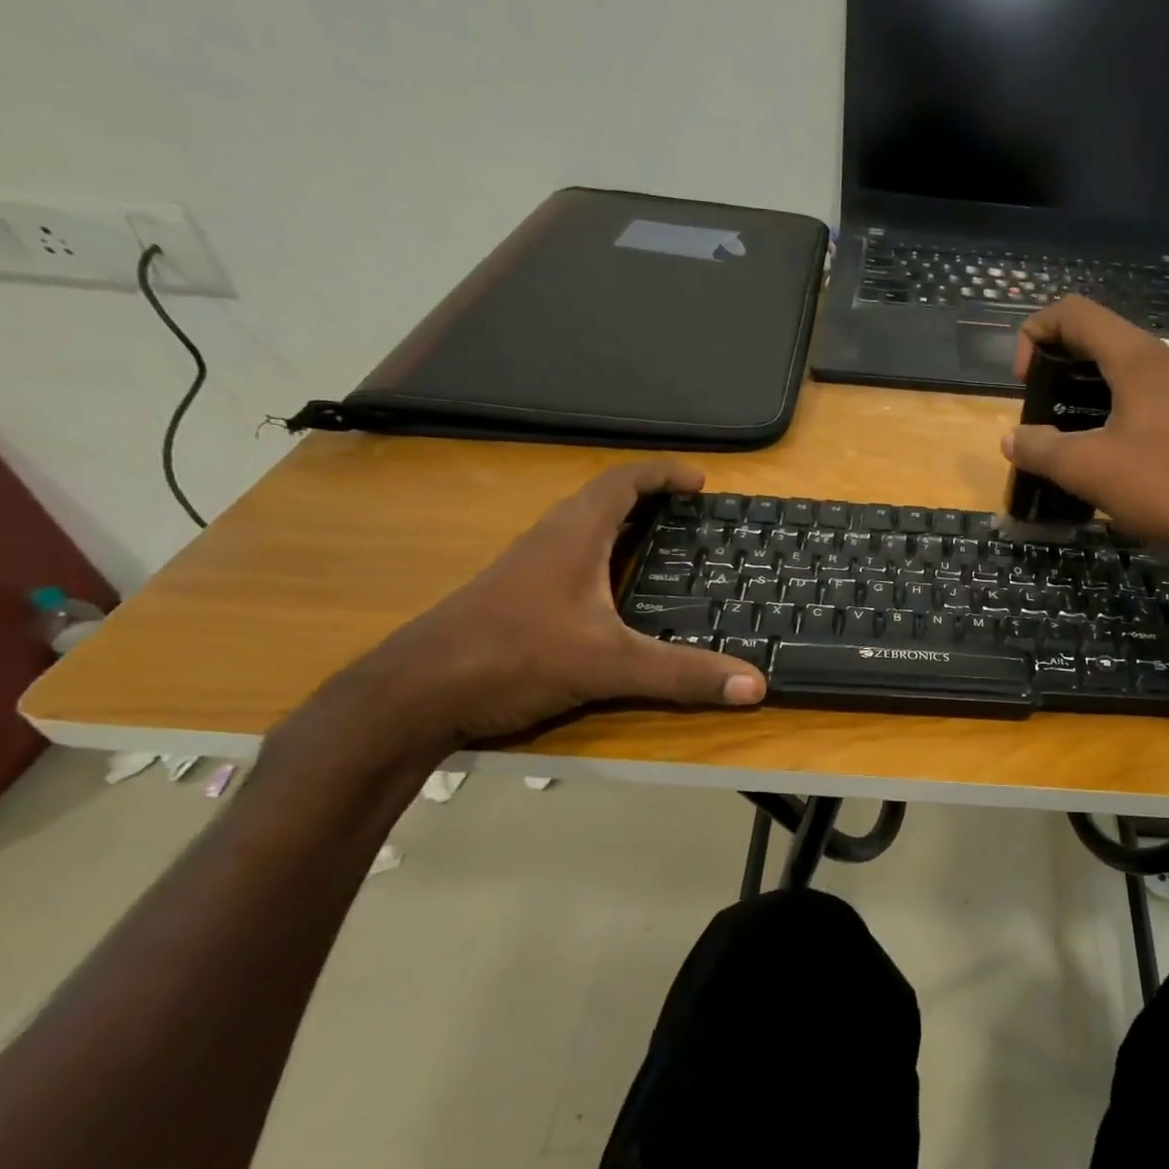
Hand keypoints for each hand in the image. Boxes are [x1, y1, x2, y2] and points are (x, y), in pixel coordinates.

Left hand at [335, 460, 763, 749]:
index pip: (622, 483)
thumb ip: (682, 675)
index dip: (662, 474)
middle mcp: (547, 542)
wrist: (412, 695)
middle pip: (601, 500)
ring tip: (659, 545)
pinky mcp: (512, 598)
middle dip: (647, 498)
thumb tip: (756, 685)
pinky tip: (611, 595)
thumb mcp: (609, 666)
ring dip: (620, 526)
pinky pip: (567, 559)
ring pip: (580, 530)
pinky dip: (600, 558)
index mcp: (573, 537)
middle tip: (688, 514)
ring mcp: (524, 569)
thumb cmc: (512, 658)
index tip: (700, 481)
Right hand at [1005, 296, 1168, 584]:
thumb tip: (1011, 439)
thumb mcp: (1088, 470)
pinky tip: (1138, 464)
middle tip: (1052, 417)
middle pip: (1108, 344)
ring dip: (1104, 399)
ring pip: (1141, 377)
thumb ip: (1040, 450)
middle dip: (1067, 372)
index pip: (1076, 313)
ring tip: (1091, 446)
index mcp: (1139, 358)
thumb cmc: (1165, 485)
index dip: (1037, 332)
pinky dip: (1138, 419)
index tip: (1025, 380)